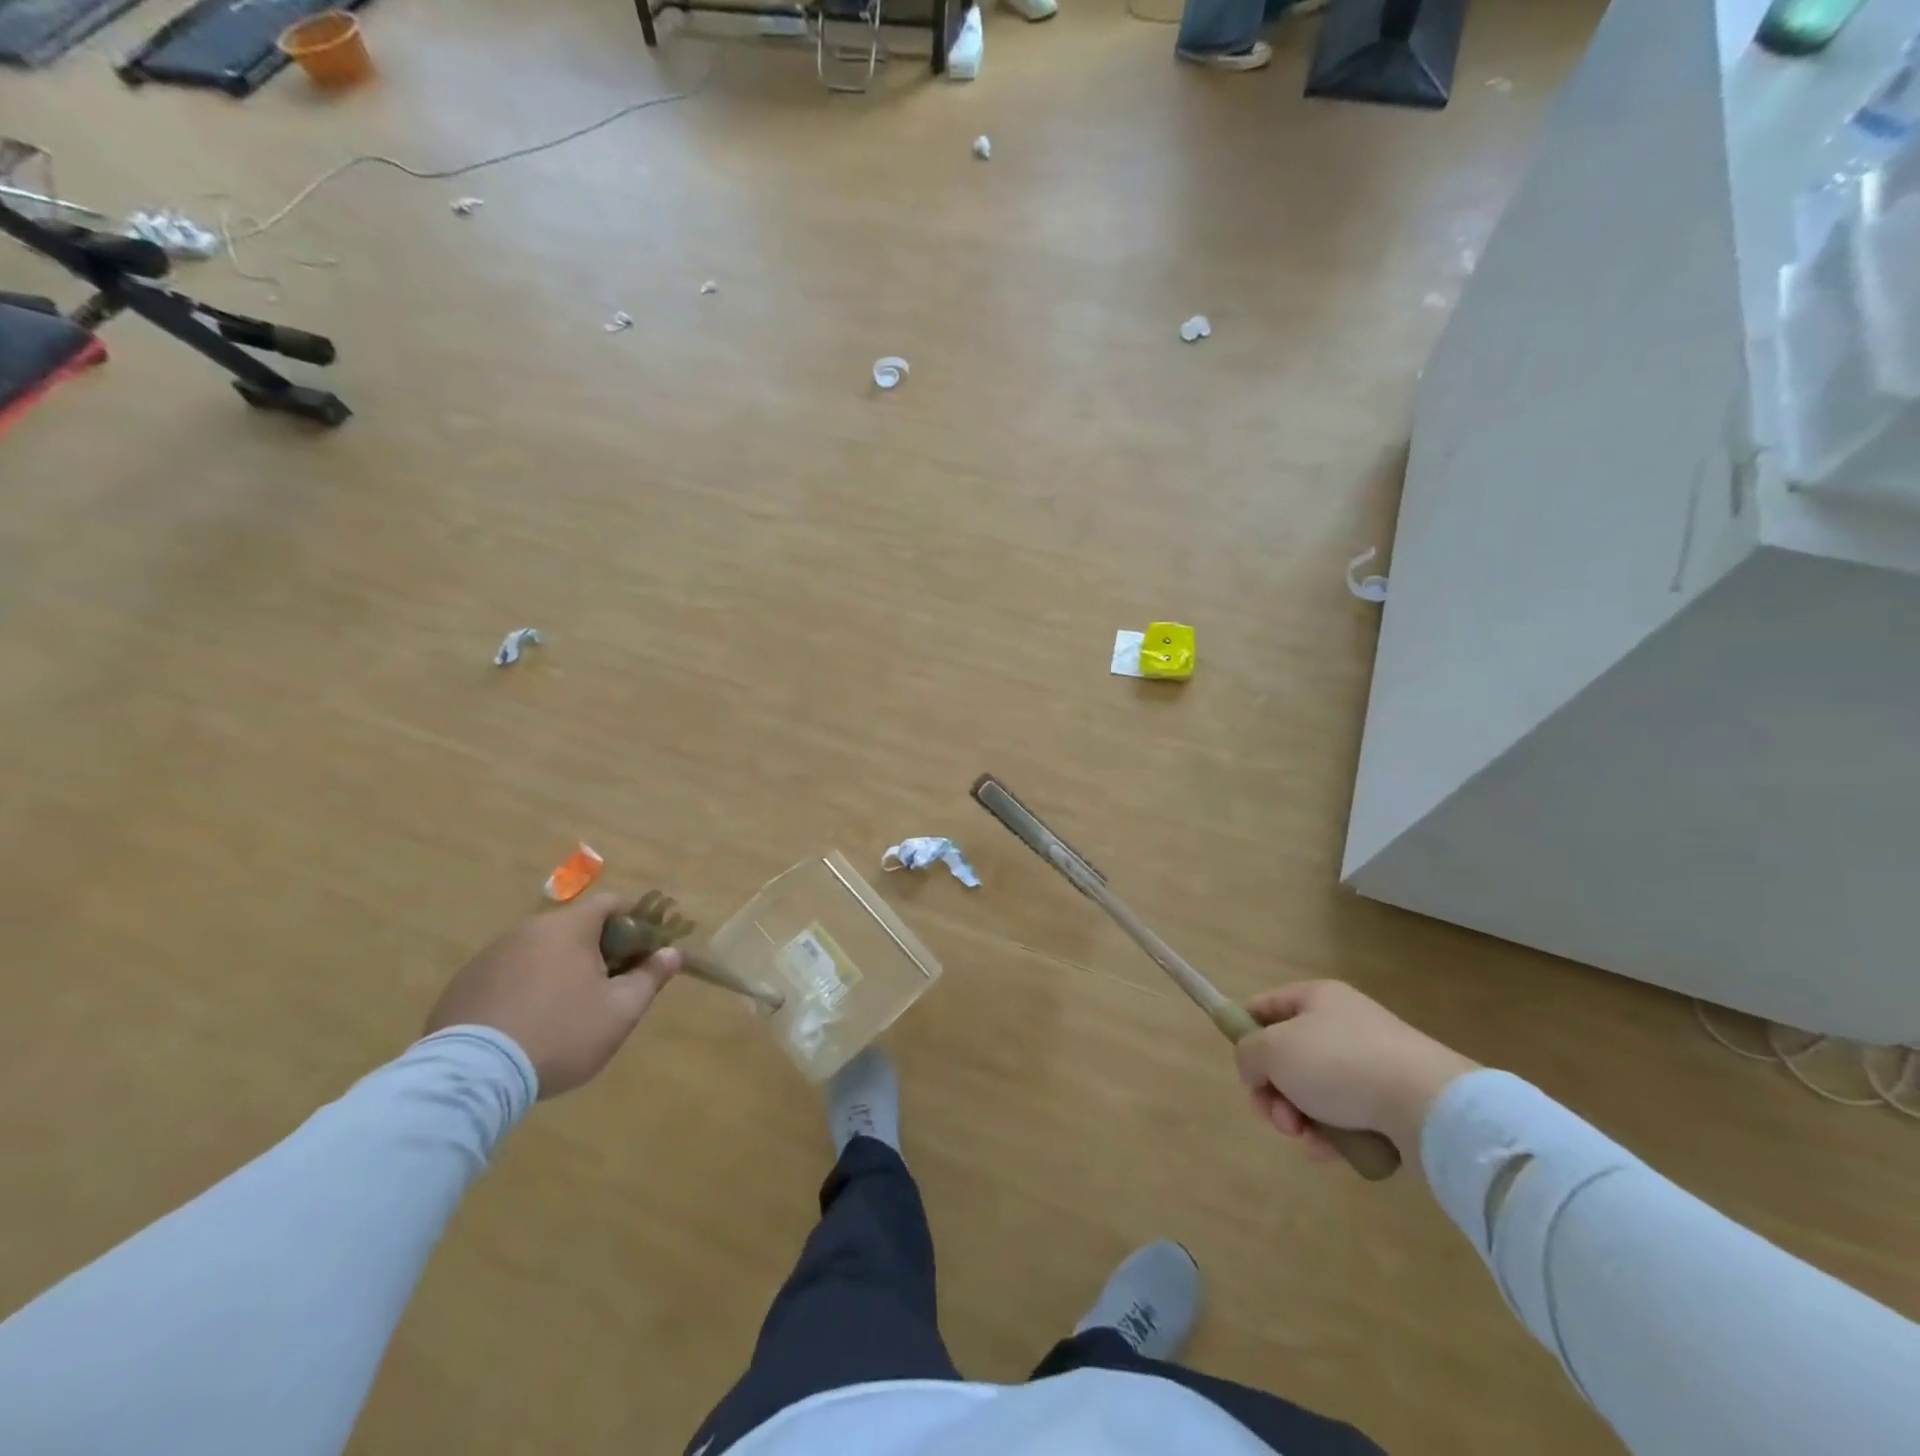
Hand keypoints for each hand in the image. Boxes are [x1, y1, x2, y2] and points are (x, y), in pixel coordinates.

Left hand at [425, 892, 679, 1098]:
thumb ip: (650, 977)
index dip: (636, 921)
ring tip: (566, 1010)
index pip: (612, 903)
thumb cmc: (560, 1033)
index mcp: (568, 927)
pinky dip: (525, 988)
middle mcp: (527, 930)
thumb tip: (672, 953)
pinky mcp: (463, 985)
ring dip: (560, 969)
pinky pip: (508, 975)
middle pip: (575, 927)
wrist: (471, 1077)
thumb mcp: (620, 1011)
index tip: (646, 950)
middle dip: (599, 949)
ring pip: (540, 951)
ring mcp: (490, 956)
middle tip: (610, 986)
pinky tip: (527, 1024)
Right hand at [1232, 981, 1476, 1162]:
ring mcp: (1369, 1064)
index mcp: (1316, 998)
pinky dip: (1331, 1135)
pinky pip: (1345, 1117)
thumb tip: (1256, 1069)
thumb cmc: (1340, 1063)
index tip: (1244, 1070)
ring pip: (1313, 1091)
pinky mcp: (1391, 1102)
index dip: (1245, 1035)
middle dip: (1273, 1091)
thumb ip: (1248, 1053)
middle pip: (1286, 1056)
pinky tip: (1329, 1150)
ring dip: (1298, 1117)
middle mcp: (1342, 1024)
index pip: (1263, 1007)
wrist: (1428, 1107)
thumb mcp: (1273, 1050)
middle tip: (1276, 1115)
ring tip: (1305, 1136)